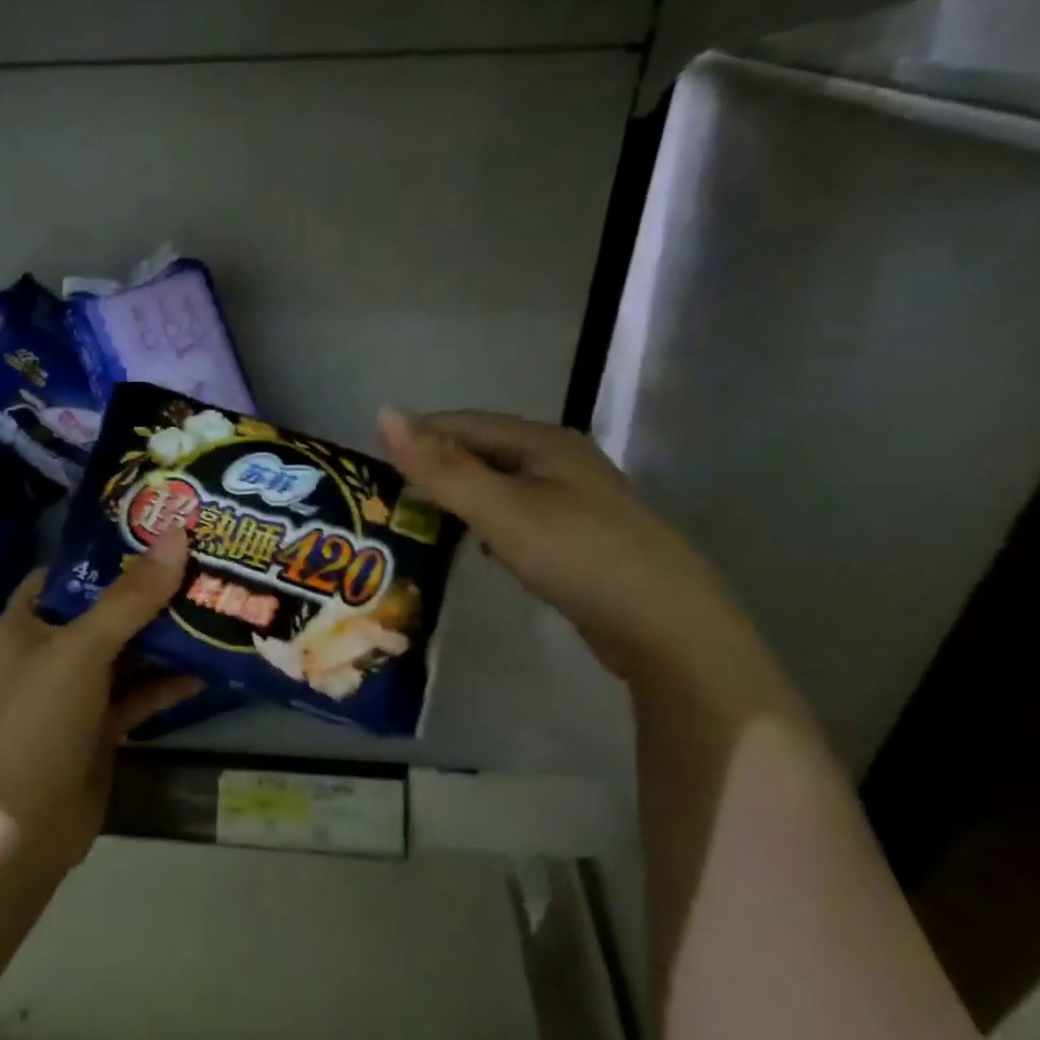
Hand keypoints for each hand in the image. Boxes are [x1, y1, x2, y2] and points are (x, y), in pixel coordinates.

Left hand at [0, 529, 203, 868]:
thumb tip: (175, 536)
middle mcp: (51, 651)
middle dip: (150, 592)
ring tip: (215, 605)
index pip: (68, 572)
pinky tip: (209, 668)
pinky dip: (169, 682)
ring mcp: (77, 691)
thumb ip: (131, 597)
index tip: (157, 532)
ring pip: (128, 652)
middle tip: (202, 563)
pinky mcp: (102, 726)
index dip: (107, 551)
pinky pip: (140, 693)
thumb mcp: (83, 649)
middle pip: (106, 610)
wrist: (22, 827)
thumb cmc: (39, 721)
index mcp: (29, 623)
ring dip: (166, 637)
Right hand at [377, 408, 754, 684]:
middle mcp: (560, 460)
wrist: (666, 627)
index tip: (373, 468)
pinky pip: (518, 516)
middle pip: (483, 452)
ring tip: (419, 523)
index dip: (417, 438)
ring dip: (460, 499)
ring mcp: (574, 499)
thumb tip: (384, 412)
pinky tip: (474, 547)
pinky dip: (488, 525)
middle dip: (436, 470)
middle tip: (389, 501)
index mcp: (543, 440)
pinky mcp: (579, 537)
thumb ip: (440, 466)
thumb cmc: (576, 555)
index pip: (463, 423)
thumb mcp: (500, 508)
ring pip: (500, 486)